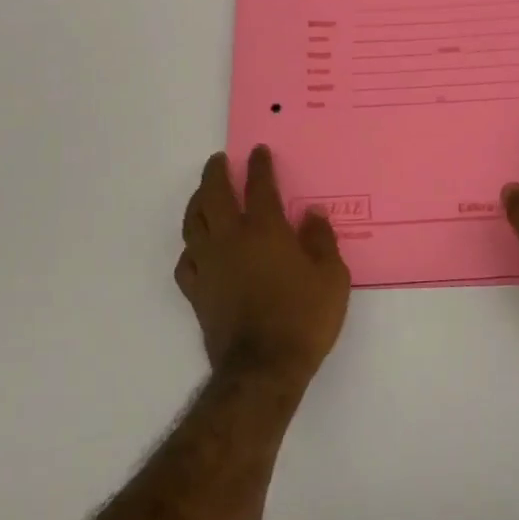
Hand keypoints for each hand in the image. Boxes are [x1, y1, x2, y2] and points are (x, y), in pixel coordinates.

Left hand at [175, 146, 350, 381]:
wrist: (263, 368)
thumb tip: (312, 214)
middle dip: (216, 173)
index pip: (259, 187)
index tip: (257, 152)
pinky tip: (196, 247)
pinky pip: (186, 260)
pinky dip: (190, 246)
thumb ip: (321, 240)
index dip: (259, 166)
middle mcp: (231, 240)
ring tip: (202, 194)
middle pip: (214, 196)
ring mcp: (209, 265)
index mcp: (265, 231)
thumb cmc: (304, 319)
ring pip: (192, 223)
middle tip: (218, 161)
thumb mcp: (332, 278)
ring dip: (196, 202)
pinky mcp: (197, 291)